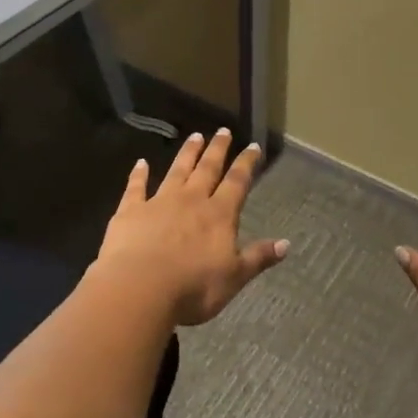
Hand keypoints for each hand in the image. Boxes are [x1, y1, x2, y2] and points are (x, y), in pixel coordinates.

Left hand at [95, 129, 288, 325]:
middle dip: (217, 149)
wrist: (140, 288)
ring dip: (187, 153)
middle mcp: (191, 200)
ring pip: (177, 171)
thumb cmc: (193, 287)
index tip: (253, 146)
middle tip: (223, 130)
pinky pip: (136, 187)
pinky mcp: (131, 211)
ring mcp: (159, 202)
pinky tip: (140, 163)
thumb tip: (286, 244)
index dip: (246, 164)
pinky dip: (138, 174)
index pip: (237, 183)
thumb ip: (258, 257)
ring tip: (195, 136)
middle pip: (207, 169)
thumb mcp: (234, 277)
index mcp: (219, 215)